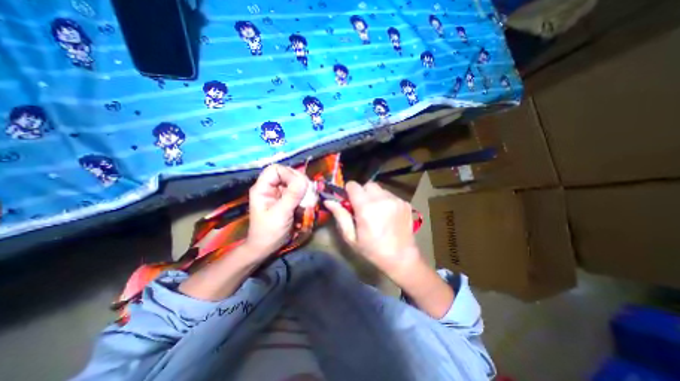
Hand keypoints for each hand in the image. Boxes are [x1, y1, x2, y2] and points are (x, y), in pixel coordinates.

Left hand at [248, 165, 307, 256]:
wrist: (266, 247)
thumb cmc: (268, 232)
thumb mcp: (280, 214)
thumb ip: (292, 196)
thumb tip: (305, 180)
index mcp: (262, 188)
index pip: (276, 169)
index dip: (289, 174)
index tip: (301, 186)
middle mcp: (271, 187)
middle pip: (287, 174)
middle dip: (299, 182)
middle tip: (308, 193)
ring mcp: (279, 193)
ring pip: (295, 182)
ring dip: (304, 189)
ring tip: (309, 200)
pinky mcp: (287, 199)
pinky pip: (298, 191)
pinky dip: (305, 196)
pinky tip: (307, 204)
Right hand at [323, 180, 419, 275]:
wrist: (401, 258)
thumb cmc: (372, 250)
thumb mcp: (351, 237)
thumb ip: (340, 216)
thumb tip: (328, 201)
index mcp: (366, 208)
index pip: (353, 185)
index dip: (349, 191)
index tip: (350, 201)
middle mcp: (382, 199)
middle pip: (367, 185)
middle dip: (362, 193)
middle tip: (363, 207)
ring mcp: (396, 200)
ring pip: (380, 189)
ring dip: (374, 196)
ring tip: (376, 211)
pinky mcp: (405, 203)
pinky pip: (390, 195)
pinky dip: (385, 201)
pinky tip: (387, 215)